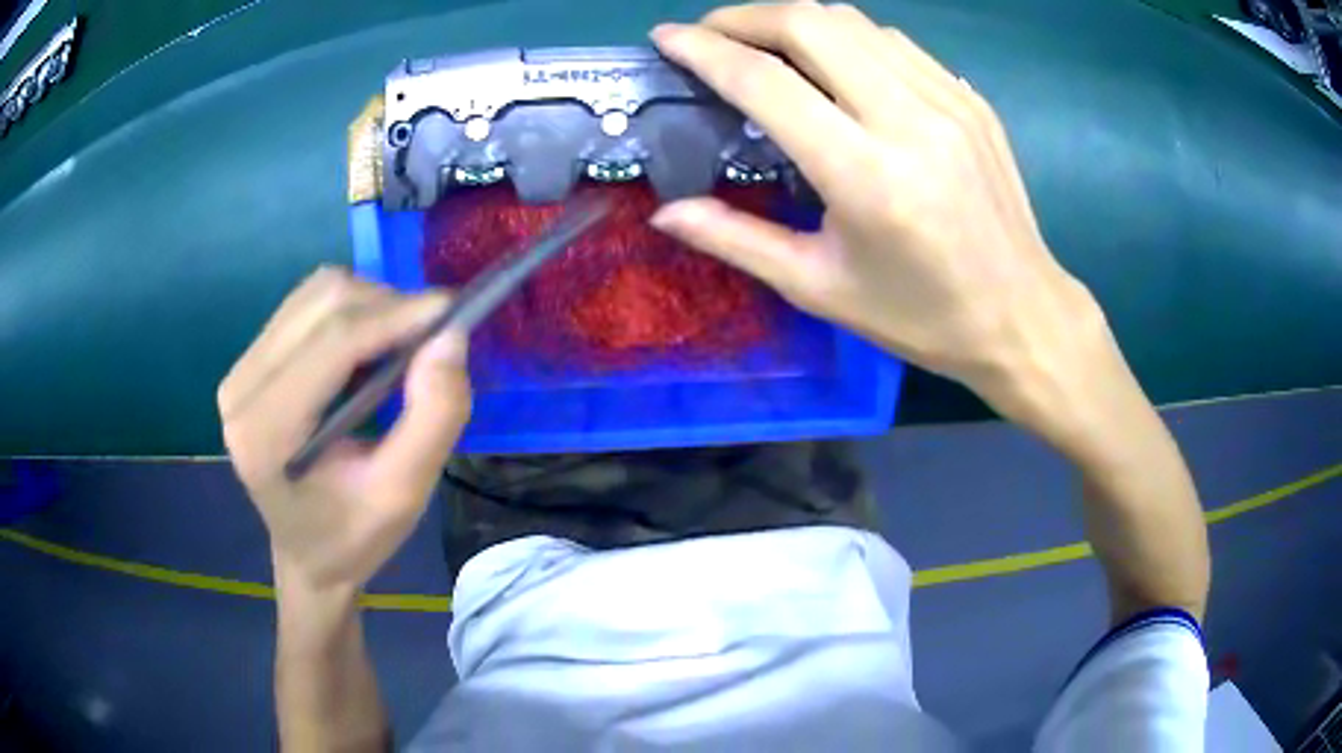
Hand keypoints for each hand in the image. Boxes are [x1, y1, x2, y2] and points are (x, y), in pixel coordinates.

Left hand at [218, 267, 470, 593]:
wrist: (308, 555)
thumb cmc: (354, 536)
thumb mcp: (405, 495)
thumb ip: (434, 417)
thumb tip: (451, 336)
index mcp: (267, 433)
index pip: (334, 342)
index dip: (397, 316)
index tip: (453, 313)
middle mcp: (242, 389)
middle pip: (323, 302)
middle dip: (387, 308)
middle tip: (429, 342)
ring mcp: (240, 370)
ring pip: (316, 293)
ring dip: (370, 306)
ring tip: (397, 350)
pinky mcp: (249, 361)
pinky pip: (306, 305)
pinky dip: (349, 313)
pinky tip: (364, 352)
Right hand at [650, 3, 1104, 418]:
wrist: (1022, 315)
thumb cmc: (921, 316)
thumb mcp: (821, 288)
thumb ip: (737, 240)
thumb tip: (666, 212)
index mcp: (866, 175)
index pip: (767, 82)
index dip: (705, 50)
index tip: (666, 38)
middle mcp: (908, 120)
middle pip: (810, 24)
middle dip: (745, 17)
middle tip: (712, 36)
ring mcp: (947, 101)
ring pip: (853, 22)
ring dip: (795, 21)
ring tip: (765, 46)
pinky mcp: (970, 99)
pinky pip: (894, 42)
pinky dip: (847, 38)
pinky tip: (832, 64)